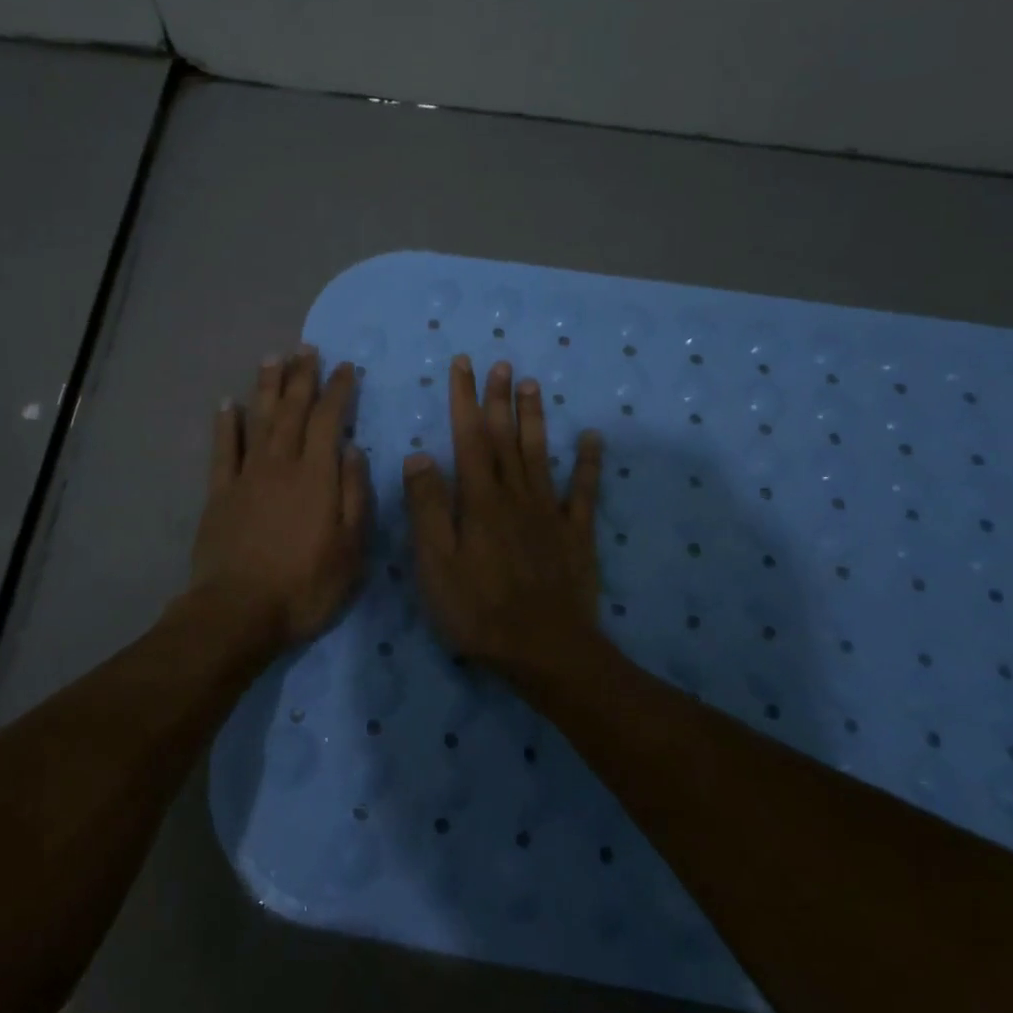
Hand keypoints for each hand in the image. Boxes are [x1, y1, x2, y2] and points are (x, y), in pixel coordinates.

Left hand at [189, 348, 371, 651]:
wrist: (239, 612)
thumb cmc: (305, 585)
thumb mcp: (351, 549)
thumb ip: (354, 495)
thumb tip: (354, 449)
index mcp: (317, 476)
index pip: (330, 420)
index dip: (339, 391)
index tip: (346, 367)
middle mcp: (281, 465)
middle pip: (292, 411)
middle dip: (302, 377)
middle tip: (306, 349)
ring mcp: (246, 476)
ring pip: (259, 420)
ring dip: (267, 388)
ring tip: (273, 358)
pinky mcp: (219, 493)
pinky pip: (222, 450)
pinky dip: (226, 424)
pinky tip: (227, 403)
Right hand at [402, 356, 602, 674]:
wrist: (545, 649)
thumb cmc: (478, 610)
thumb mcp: (436, 563)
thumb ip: (428, 507)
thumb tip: (419, 455)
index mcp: (479, 500)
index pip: (469, 437)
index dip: (465, 399)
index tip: (463, 365)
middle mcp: (516, 495)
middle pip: (506, 437)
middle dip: (500, 399)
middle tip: (501, 363)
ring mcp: (550, 512)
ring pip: (540, 454)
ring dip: (535, 418)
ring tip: (533, 385)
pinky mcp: (577, 534)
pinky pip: (584, 491)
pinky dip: (589, 462)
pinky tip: (592, 438)